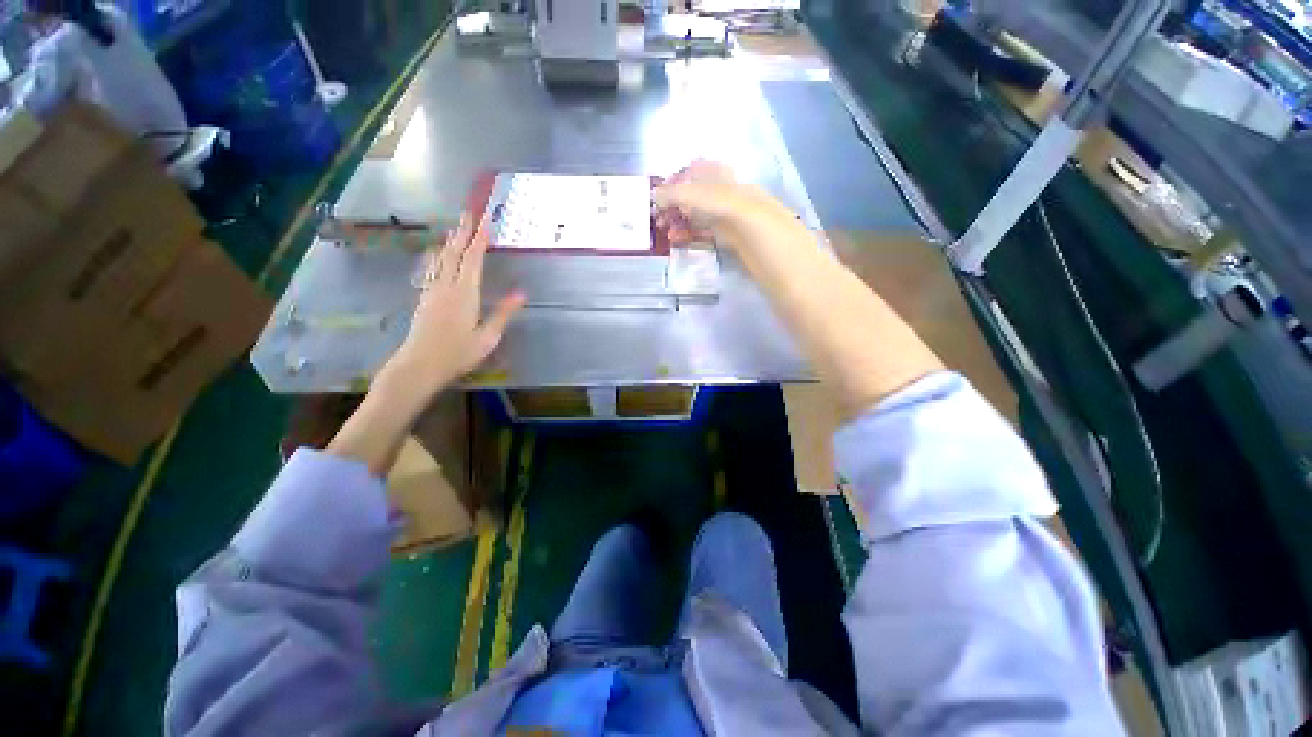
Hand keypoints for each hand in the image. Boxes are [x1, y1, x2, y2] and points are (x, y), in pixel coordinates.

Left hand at [375, 213, 525, 409]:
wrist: (419, 365)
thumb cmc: (457, 354)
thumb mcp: (487, 337)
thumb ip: (503, 313)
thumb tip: (521, 293)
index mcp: (465, 294)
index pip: (473, 259)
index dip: (480, 239)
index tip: (486, 221)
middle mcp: (447, 286)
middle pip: (455, 253)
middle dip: (464, 233)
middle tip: (469, 213)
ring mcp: (433, 291)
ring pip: (441, 259)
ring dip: (450, 242)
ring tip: (456, 228)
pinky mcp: (425, 298)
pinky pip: (432, 269)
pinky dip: (437, 256)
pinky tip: (436, 253)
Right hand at [654, 160, 798, 251]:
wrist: (796, 277)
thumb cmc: (768, 238)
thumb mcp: (732, 208)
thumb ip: (694, 197)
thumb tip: (658, 194)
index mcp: (736, 186)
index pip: (700, 173)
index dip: (678, 180)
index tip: (655, 196)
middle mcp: (735, 201)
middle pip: (699, 194)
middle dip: (676, 201)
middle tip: (655, 217)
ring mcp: (736, 227)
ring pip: (701, 216)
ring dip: (681, 220)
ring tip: (663, 231)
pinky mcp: (736, 248)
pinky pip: (708, 236)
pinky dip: (691, 236)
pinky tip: (679, 241)